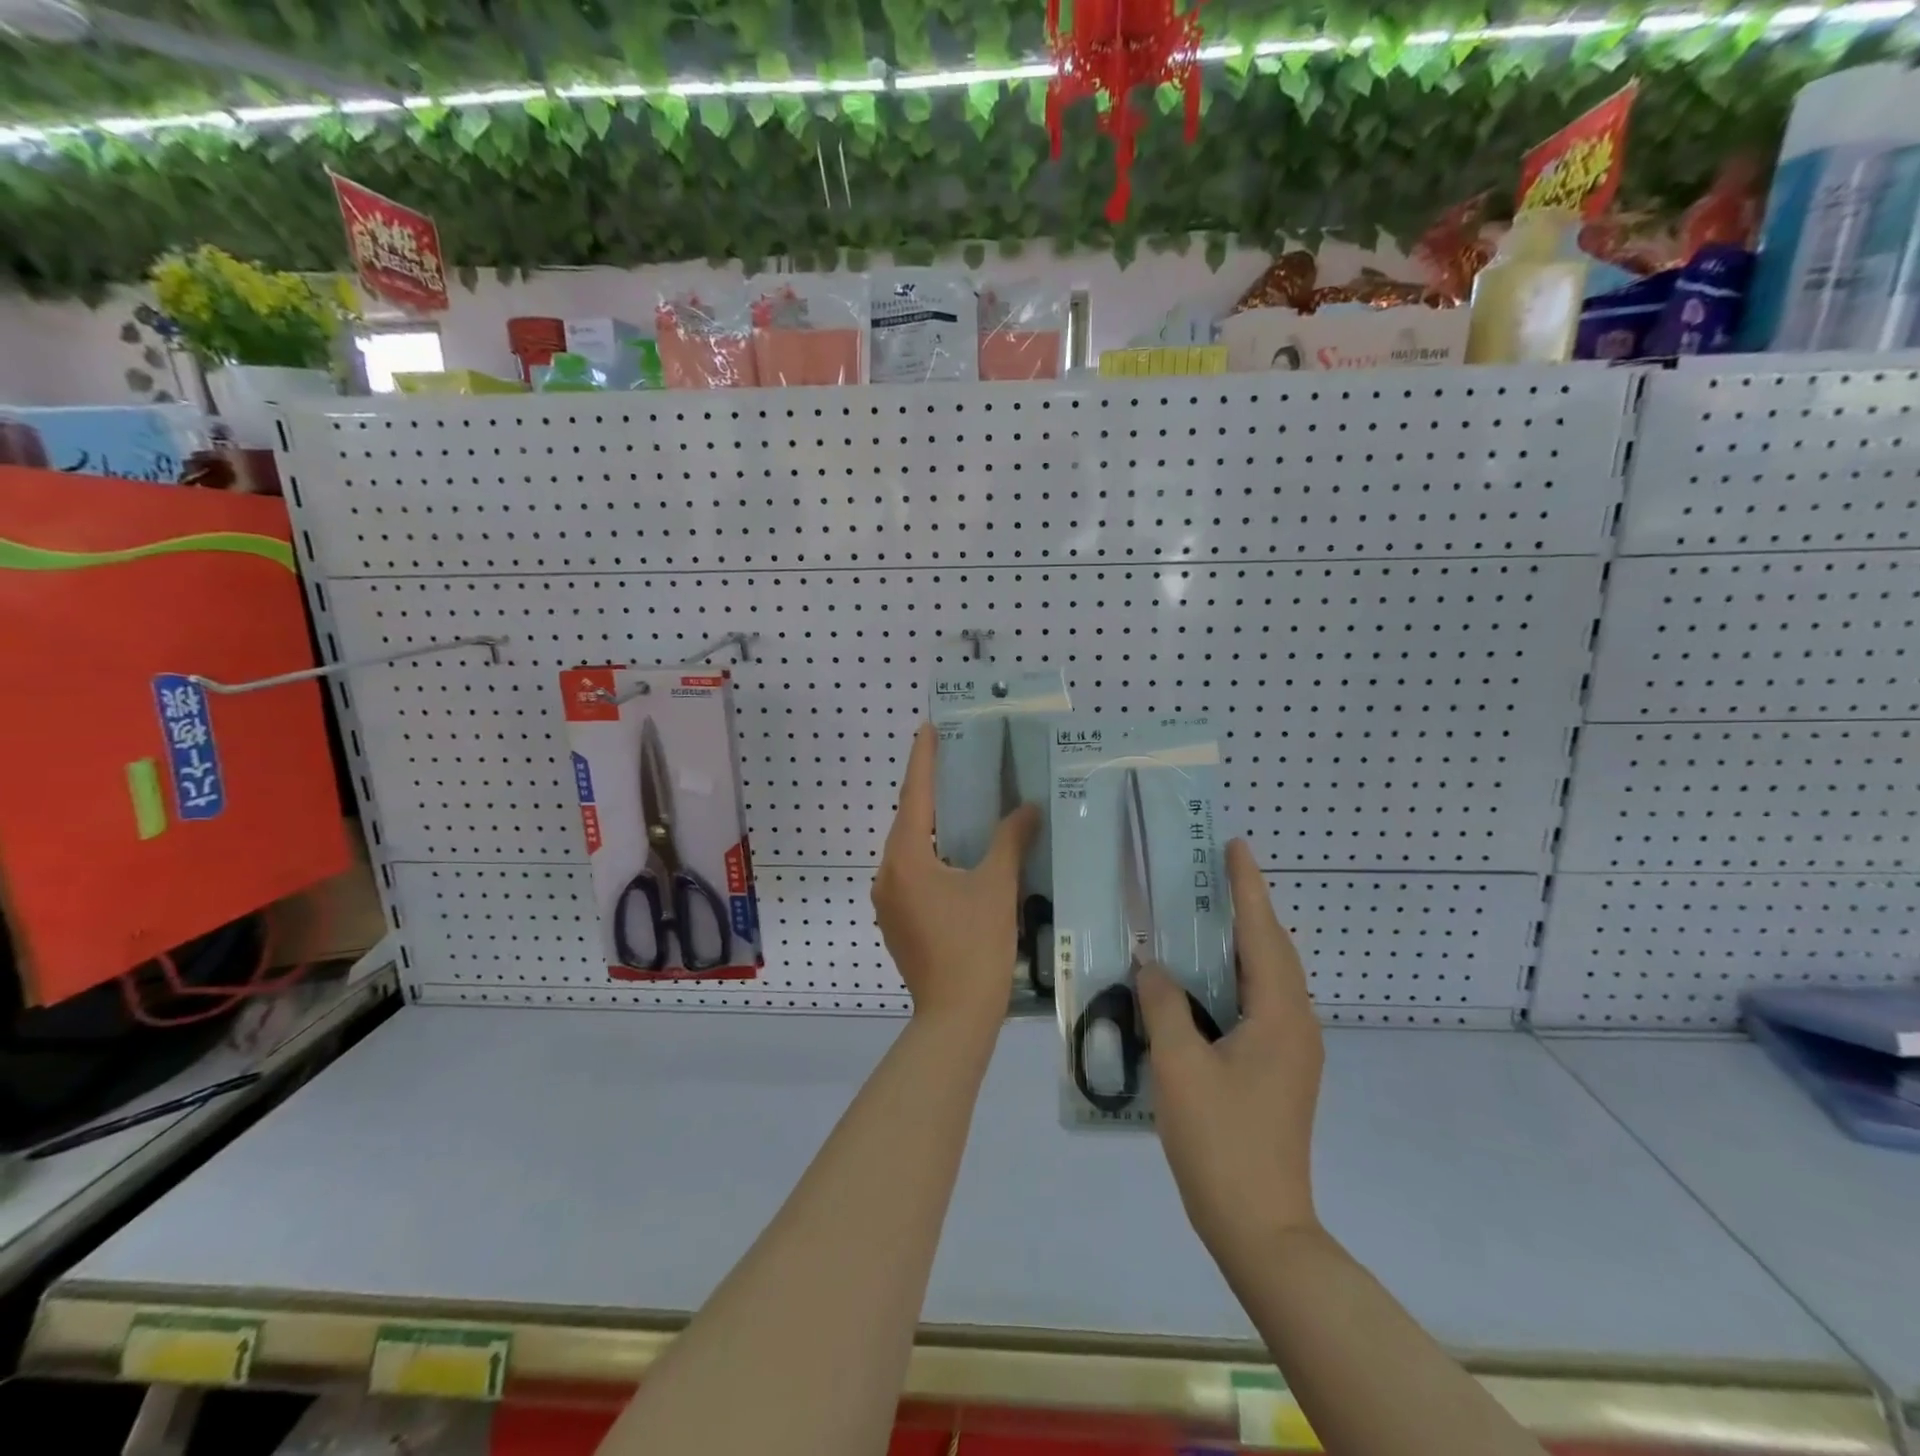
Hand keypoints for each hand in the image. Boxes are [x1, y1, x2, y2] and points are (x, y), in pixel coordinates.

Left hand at [872, 722, 1038, 1029]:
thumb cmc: (975, 946)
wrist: (955, 1016)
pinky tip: (957, 854)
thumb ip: (1010, 840)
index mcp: (906, 857)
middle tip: (956, 763)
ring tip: (961, 804)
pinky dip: (931, 854)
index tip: (928, 727)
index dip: (923, 758)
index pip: (914, 795)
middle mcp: (887, 873)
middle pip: (908, 820)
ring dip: (932, 826)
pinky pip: (911, 872)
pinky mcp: (896, 919)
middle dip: (930, 791)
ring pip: (909, 849)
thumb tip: (1028, 808)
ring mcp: (887, 900)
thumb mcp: (997, 887)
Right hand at [1137, 839, 1323, 1261]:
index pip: (1263, 934)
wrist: (1260, 1226)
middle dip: (1246, 907)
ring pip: (1267, 978)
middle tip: (1210, 874)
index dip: (1248, 887)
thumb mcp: (1179, 1067)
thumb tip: (1152, 966)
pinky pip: (1258, 1003)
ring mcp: (1291, 1050)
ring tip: (1204, 915)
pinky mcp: (1278, 1069)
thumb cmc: (1221, 1141)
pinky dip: (1234, 976)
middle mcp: (1295, 1024)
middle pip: (1272, 950)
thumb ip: (1163, 1006)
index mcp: (1279, 1015)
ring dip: (1241, 942)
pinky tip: (1202, 980)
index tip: (1234, 846)